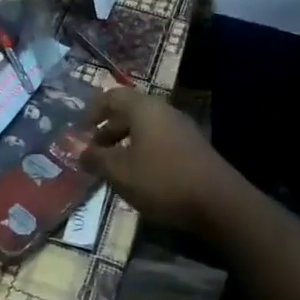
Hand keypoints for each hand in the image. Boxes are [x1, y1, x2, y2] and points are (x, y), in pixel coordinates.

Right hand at [81, 87, 243, 237]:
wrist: (220, 203)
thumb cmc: (162, 180)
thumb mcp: (119, 172)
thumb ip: (95, 159)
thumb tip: (79, 151)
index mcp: (144, 108)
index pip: (111, 96)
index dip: (91, 111)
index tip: (79, 132)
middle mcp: (164, 111)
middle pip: (128, 111)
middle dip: (107, 130)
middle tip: (92, 152)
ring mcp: (182, 129)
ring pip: (144, 128)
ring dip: (124, 143)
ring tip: (112, 167)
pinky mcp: (193, 149)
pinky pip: (159, 141)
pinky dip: (142, 152)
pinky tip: (138, 176)